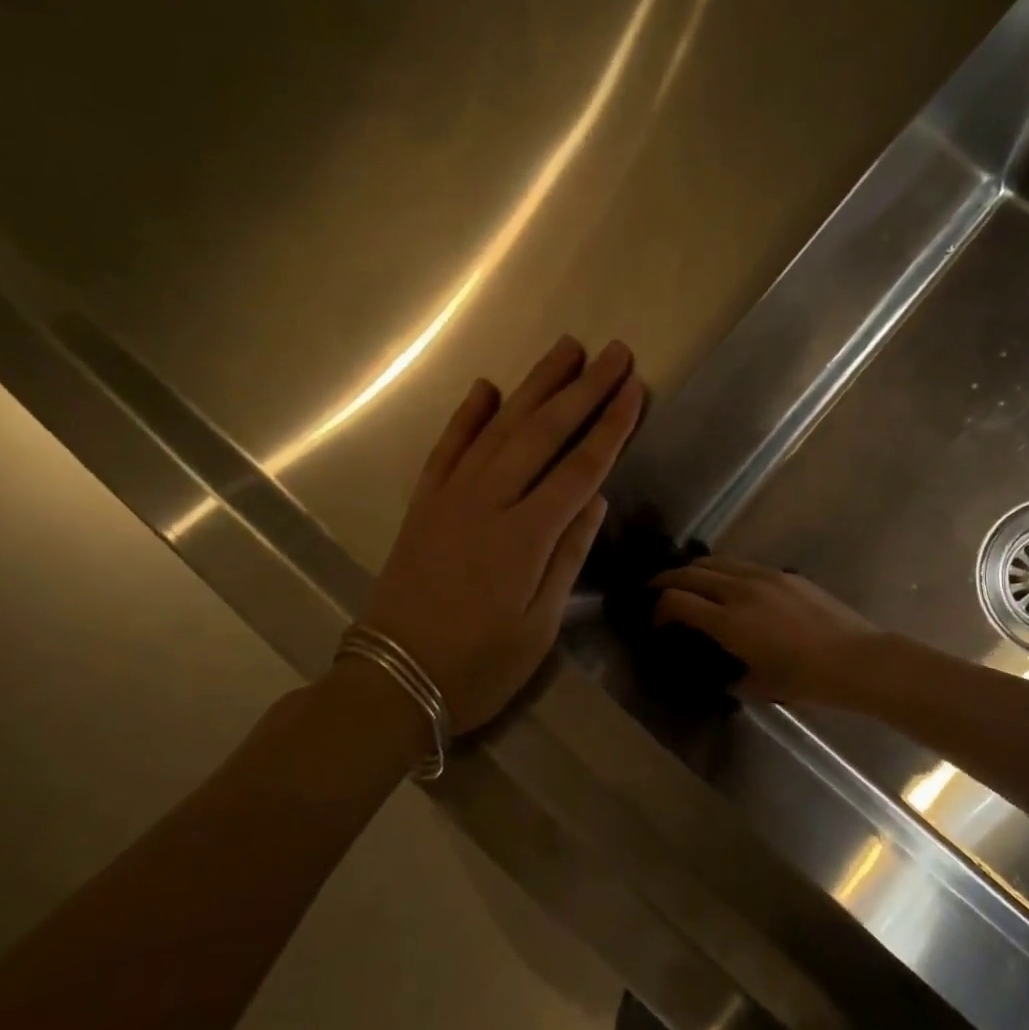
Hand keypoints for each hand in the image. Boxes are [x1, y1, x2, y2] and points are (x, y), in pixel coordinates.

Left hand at [362, 336, 643, 731]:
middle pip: (543, 434)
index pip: (579, 469)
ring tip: (565, 349)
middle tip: (614, 353)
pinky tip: (487, 387)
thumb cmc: (479, 666)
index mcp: (524, 537)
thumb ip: (568, 556)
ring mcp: (450, 498)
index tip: (635, 390)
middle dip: (583, 390)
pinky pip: (447, 447)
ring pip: (499, 428)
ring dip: (534, 386)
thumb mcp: (539, 626)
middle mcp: (487, 503)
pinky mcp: (424, 504)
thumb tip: (595, 497)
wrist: (393, 680)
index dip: (611, 427)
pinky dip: (468, 414)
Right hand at [652, 558, 878, 705]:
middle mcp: (740, 591)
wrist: (854, 659)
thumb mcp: (759, 685)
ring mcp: (764, 577)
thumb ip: (733, 675)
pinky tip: (730, 584)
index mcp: (729, 622)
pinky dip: (725, 570)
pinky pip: (743, 565)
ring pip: (717, 562)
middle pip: (691, 573)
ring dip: (696, 570)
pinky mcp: (784, 574)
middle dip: (667, 580)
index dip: (659, 609)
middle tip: (656, 590)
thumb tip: (725, 673)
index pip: (677, 601)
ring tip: (689, 581)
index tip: (657, 622)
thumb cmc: (805, 679)